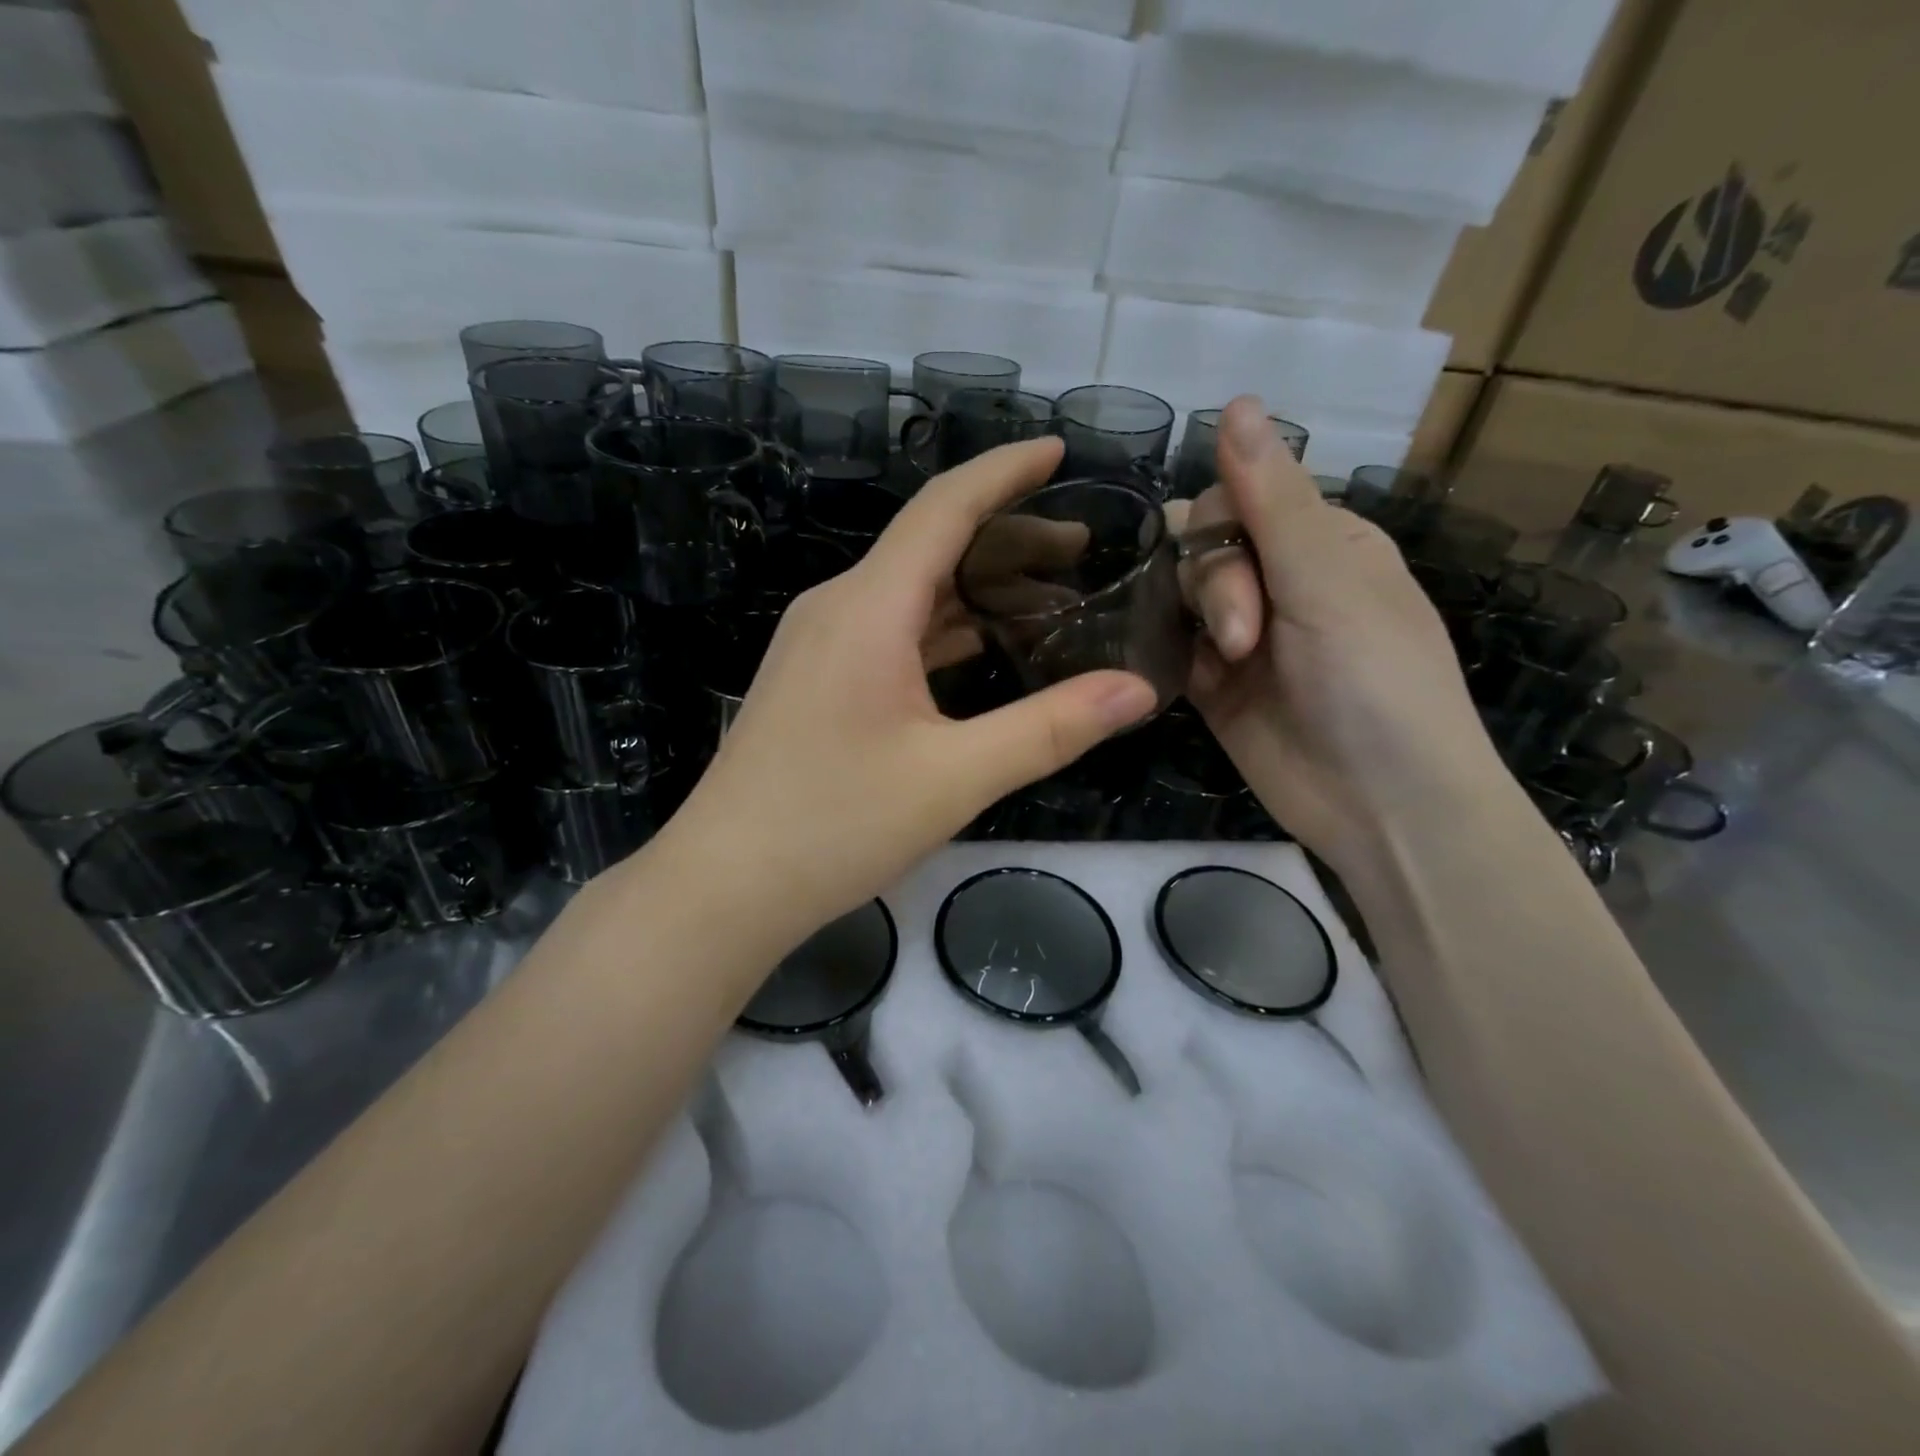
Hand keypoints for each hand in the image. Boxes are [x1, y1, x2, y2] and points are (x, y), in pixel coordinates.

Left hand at [667, 436, 1157, 934]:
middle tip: (1083, 551)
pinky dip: (942, 629)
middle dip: (1009, 539)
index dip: (1005, 471)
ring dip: (977, 589)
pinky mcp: (815, 680)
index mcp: (868, 608)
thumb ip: (1051, 728)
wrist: (725, 883)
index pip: (944, 508)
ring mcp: (819, 644)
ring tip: (1050, 601)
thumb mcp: (955, 778)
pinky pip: (889, 631)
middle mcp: (838, 607)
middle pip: (932, 546)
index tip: (1060, 451)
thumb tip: (1137, 691)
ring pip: (910, 592)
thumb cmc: (834, 825)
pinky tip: (982, 650)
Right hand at [1173, 397, 1498, 869]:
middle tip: (1241, 641)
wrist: (1381, 806)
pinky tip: (1163, 664)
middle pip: (1203, 545)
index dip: (1225, 530)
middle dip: (1213, 585)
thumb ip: (1272, 499)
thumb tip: (1235, 401)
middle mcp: (1280, 582)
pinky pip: (1169, 646)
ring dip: (1193, 620)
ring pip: (1179, 593)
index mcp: (1322, 544)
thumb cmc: (1377, 682)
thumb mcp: (1329, 583)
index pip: (1240, 498)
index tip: (1247, 581)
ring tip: (1223, 665)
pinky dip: (1163, 650)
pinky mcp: (1212, 686)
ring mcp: (1242, 637)